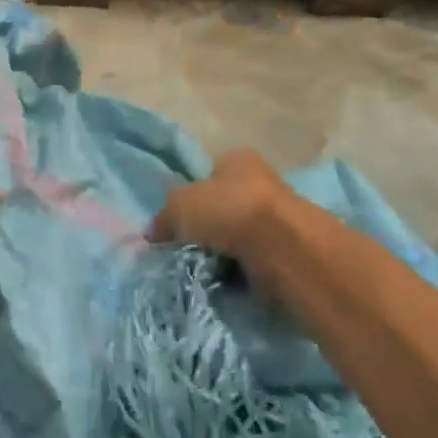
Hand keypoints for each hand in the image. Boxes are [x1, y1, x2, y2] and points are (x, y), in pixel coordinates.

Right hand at [148, 149, 290, 261]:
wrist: (282, 247)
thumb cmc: (228, 210)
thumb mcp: (179, 206)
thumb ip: (163, 218)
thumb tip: (152, 235)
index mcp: (237, 159)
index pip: (210, 173)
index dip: (192, 195)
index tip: (178, 222)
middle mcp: (260, 182)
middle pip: (223, 205)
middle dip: (206, 227)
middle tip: (185, 247)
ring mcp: (276, 216)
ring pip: (237, 234)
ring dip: (222, 251)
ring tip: (202, 267)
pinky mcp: (285, 249)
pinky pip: (252, 259)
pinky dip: (239, 269)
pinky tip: (224, 278)